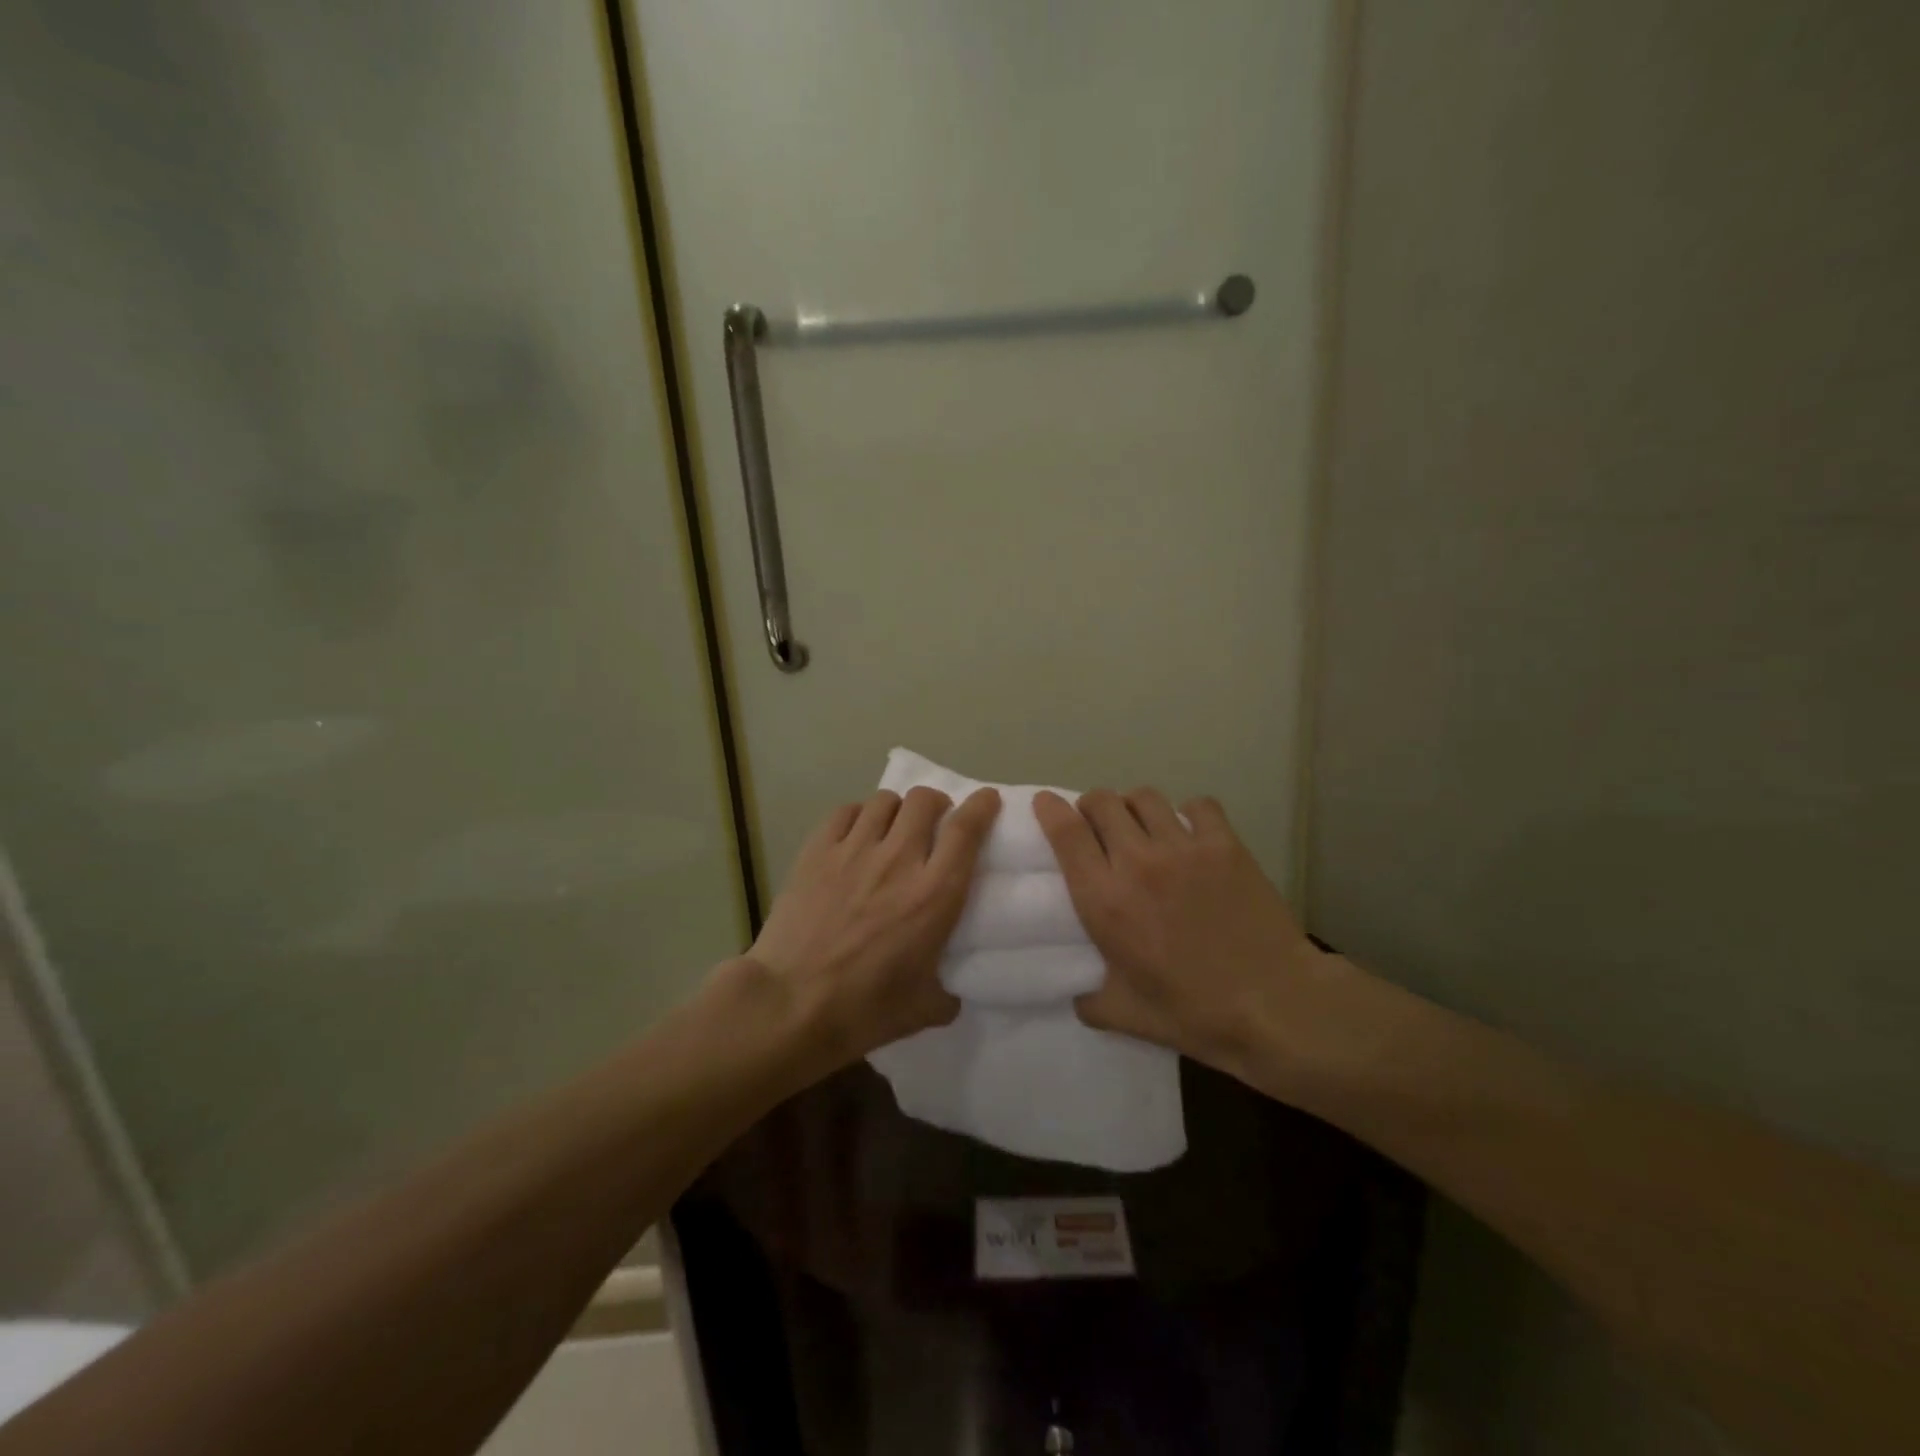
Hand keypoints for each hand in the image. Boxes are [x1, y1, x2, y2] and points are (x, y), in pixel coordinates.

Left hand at [749, 786, 1001, 1066]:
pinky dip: (858, 816)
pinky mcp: (816, 851)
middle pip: (924, 800)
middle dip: (936, 803)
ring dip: (897, 810)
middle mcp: (898, 860)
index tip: (986, 800)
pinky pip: (845, 811)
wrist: (789, 1005)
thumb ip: (946, 994)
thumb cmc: (863, 1010)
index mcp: (934, 895)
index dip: (981, 806)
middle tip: (934, 821)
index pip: (965, 830)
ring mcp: (853, 850)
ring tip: (892, 828)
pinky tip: (855, 835)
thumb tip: (950, 993)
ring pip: (884, 801)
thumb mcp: (923, 1009)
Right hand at [1033, 788, 1321, 1072]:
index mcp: (1105, 900)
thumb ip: (1090, 1000)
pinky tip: (1192, 835)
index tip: (1045, 803)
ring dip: (1134, 807)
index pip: (1066, 833)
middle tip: (1098, 826)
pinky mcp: (1225, 845)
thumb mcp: (1125, 1016)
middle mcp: (1138, 862)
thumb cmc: (1194, 1012)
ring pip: (1145, 797)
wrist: (1274, 1005)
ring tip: (1142, 826)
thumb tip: (1077, 994)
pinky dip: (1188, 813)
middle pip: (1102, 802)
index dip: (1050, 809)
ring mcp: (1184, 848)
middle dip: (1092, 807)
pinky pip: (1197, 805)